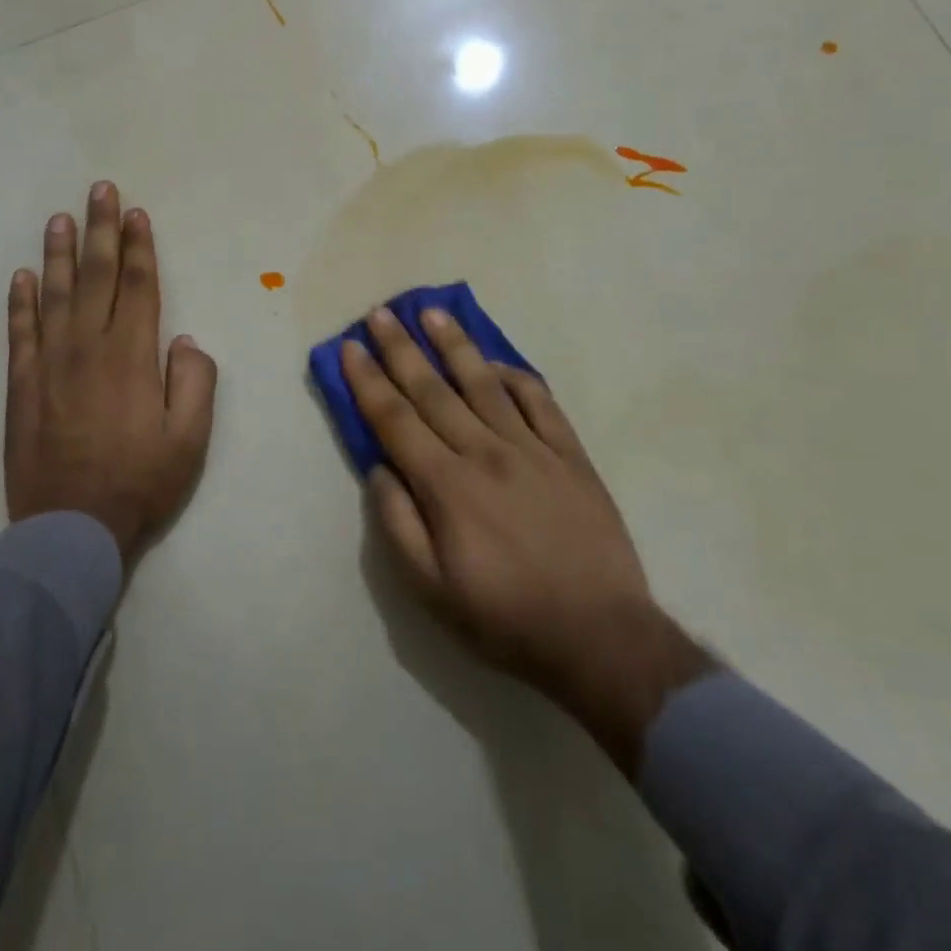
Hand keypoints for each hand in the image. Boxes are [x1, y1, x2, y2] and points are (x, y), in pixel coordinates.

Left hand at [4, 182, 217, 563]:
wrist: (71, 528)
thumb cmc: (140, 482)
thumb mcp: (190, 438)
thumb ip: (195, 381)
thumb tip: (184, 340)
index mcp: (133, 356)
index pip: (139, 286)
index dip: (139, 247)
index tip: (136, 214)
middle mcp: (89, 347)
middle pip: (96, 276)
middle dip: (101, 230)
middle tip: (100, 190)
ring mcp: (50, 364)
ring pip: (55, 294)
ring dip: (59, 253)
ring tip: (60, 218)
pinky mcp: (22, 386)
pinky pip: (20, 332)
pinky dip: (20, 301)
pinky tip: (22, 276)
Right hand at [342, 306, 711, 771]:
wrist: (600, 637)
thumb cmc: (506, 618)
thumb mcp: (431, 591)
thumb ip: (397, 524)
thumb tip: (379, 469)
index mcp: (447, 486)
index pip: (395, 419)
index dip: (368, 381)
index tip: (350, 348)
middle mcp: (485, 453)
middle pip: (433, 390)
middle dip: (401, 349)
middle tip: (380, 314)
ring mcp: (532, 449)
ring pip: (484, 383)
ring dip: (455, 345)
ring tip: (433, 313)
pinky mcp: (570, 455)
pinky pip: (539, 401)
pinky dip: (516, 377)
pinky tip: (497, 362)